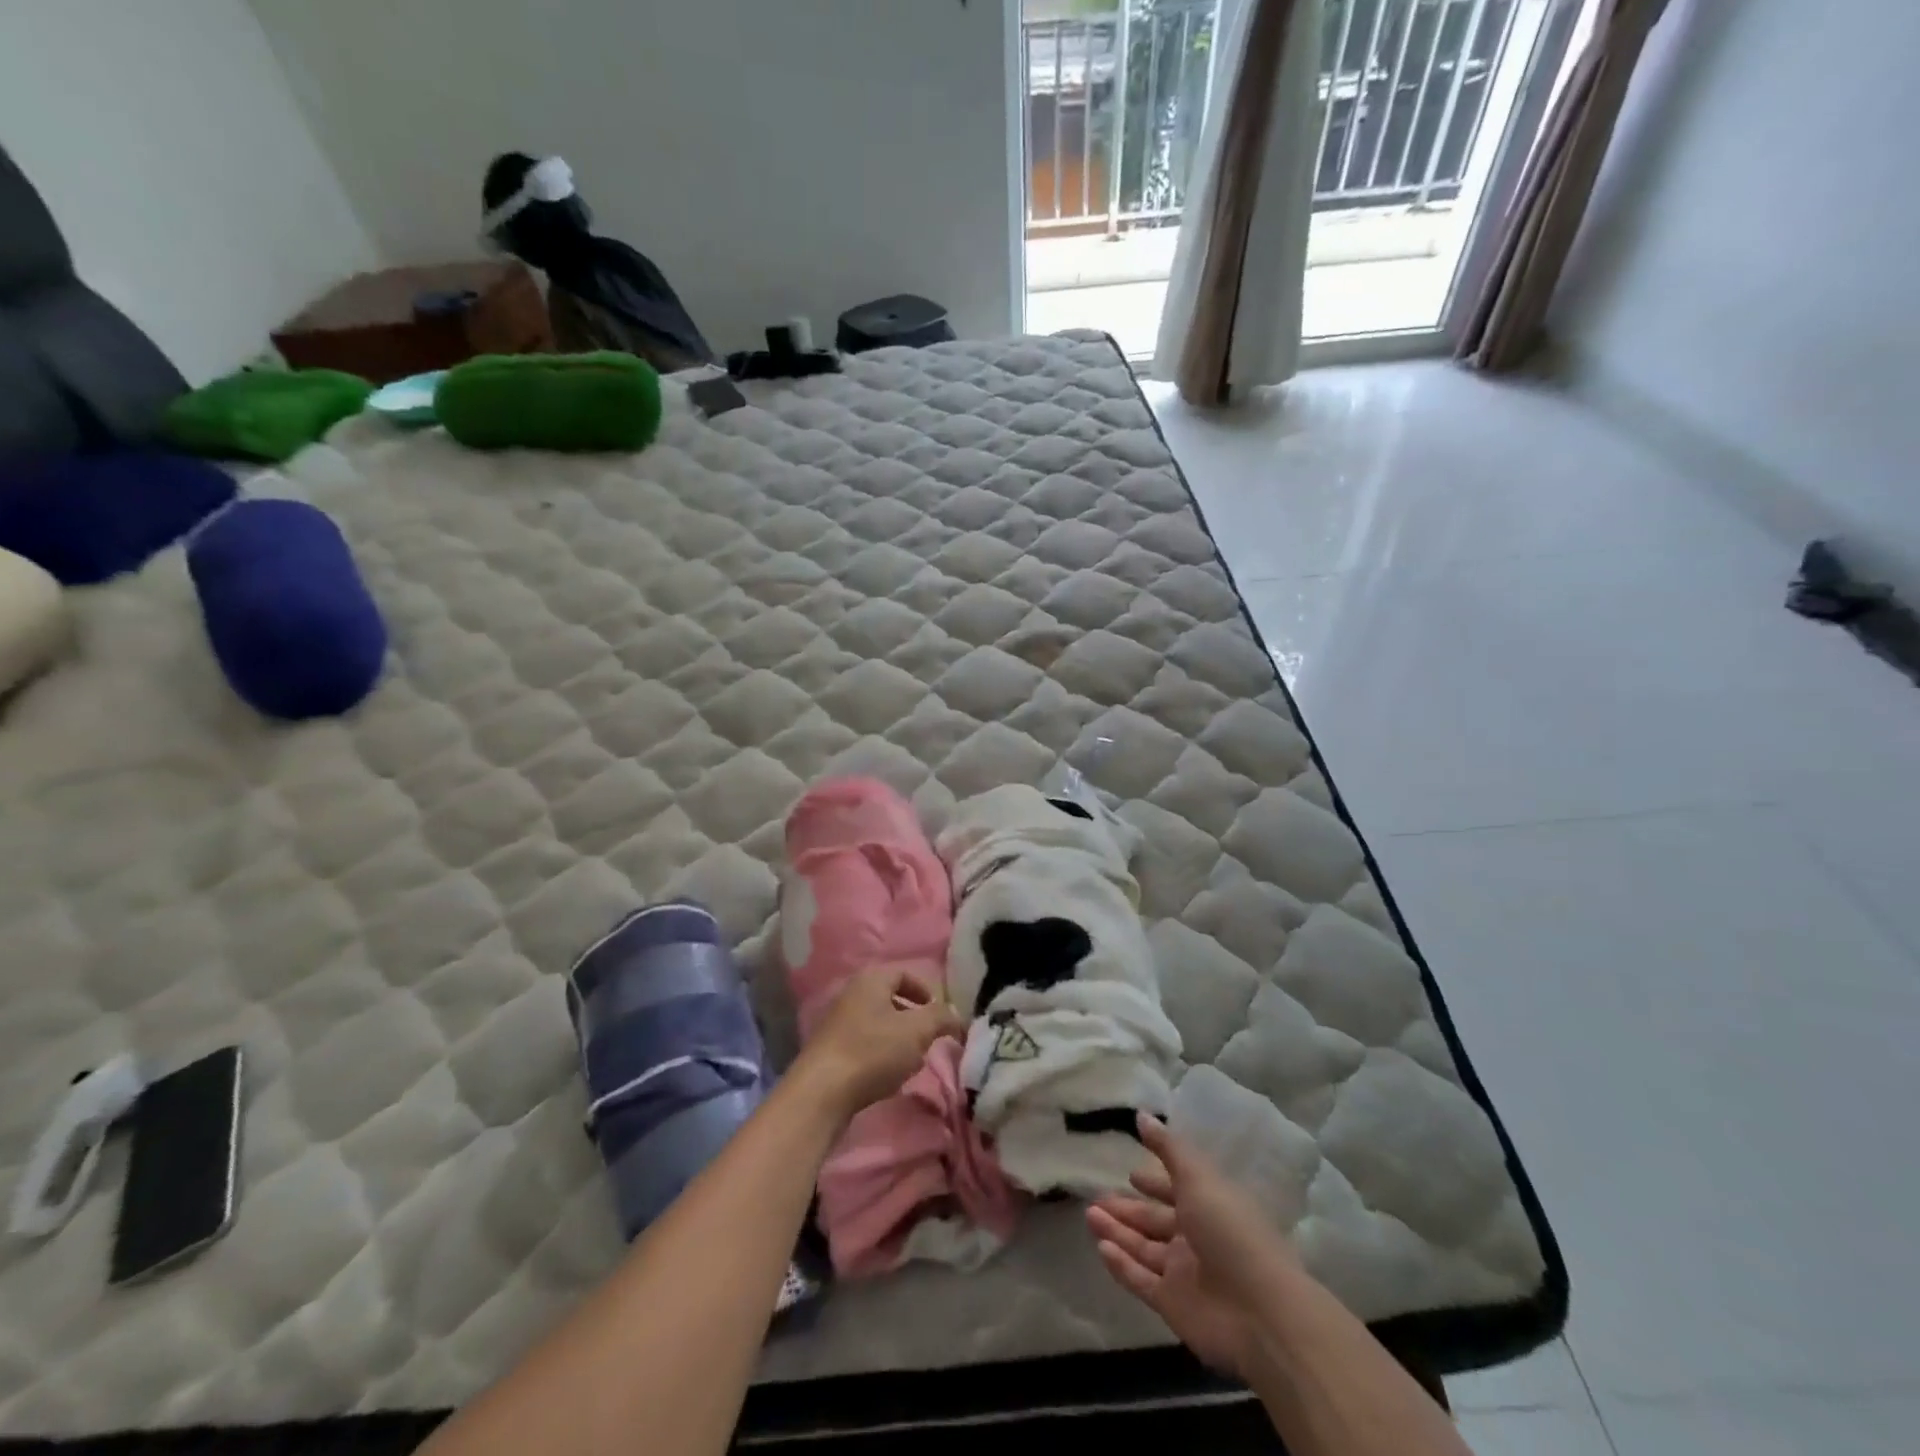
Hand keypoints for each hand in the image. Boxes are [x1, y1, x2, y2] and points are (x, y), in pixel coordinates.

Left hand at [792, 965, 964, 1123]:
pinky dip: (881, 1055)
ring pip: (879, 1024)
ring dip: (900, 1040)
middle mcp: (852, 994)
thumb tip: (955, 1015)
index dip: (926, 990)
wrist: (821, 1092)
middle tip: (929, 1039)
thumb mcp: (916, 1031)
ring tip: (912, 1061)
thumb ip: (940, 1018)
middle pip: (891, 999)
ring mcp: (838, 1023)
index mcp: (871, 980)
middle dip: (914, 1018)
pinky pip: (865, 1044)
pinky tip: (888, 1076)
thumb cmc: (872, 1051)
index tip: (939, 1014)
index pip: (904, 973)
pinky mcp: (832, 1051)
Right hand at [1087, 1115, 1300, 1380]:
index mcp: (1209, 1205)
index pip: (1176, 1189)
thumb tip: (1142, 1114)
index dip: (1154, 1182)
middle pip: (1154, 1221)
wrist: (1262, 1313)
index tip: (1131, 1173)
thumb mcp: (1199, 1178)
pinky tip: (1100, 1247)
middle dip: (1127, 1209)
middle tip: (1096, 1197)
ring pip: (1143, 1248)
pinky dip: (1121, 1265)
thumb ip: (1168, 1148)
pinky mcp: (1173, 1305)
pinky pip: (1141, 1280)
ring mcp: (1185, 1273)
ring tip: (1089, 1215)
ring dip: (1117, 1231)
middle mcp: (1196, 1238)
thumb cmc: (1231, 1231)